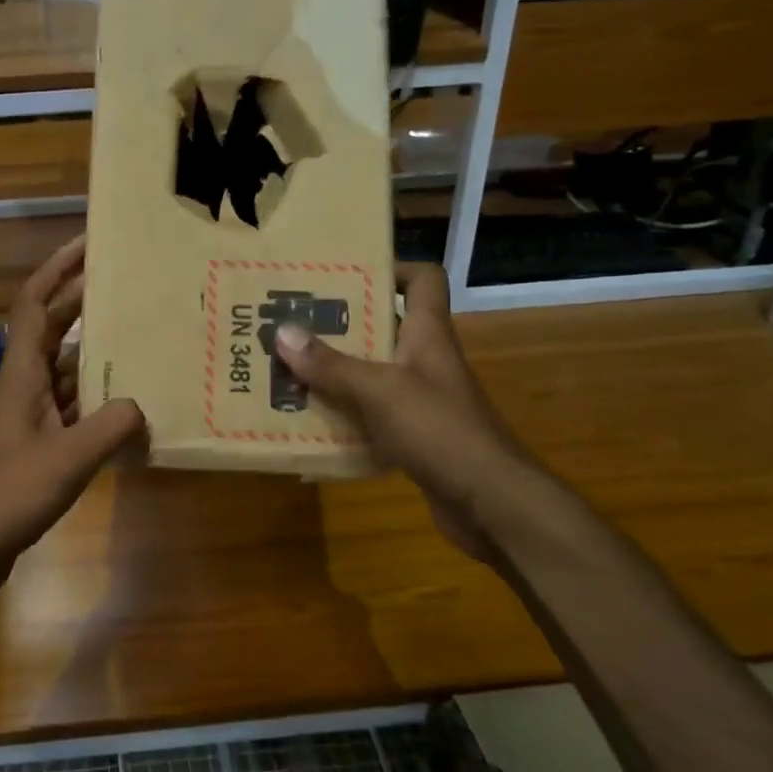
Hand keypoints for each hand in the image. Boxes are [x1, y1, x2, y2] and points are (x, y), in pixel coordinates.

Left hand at [0, 234, 144, 596]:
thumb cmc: (6, 494)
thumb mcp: (66, 459)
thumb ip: (110, 427)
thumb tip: (141, 407)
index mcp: (22, 374)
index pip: (37, 304)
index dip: (60, 268)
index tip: (91, 243)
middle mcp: (24, 387)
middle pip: (55, 331)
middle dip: (86, 304)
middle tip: (131, 287)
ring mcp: (28, 419)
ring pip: (66, 373)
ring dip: (97, 357)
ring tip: (142, 343)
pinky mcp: (35, 448)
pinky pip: (72, 411)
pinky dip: (97, 405)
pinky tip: (128, 411)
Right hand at [273, 263, 521, 556]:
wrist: (490, 503)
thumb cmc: (440, 430)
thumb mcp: (379, 391)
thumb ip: (331, 364)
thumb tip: (282, 332)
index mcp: (427, 334)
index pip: (423, 280)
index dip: (391, 268)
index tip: (345, 272)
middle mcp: (425, 361)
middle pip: (384, 327)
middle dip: (340, 324)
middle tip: (294, 321)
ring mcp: (421, 400)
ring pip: (373, 373)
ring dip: (336, 371)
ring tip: (289, 367)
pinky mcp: (414, 436)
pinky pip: (371, 414)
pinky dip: (344, 414)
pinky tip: (311, 418)